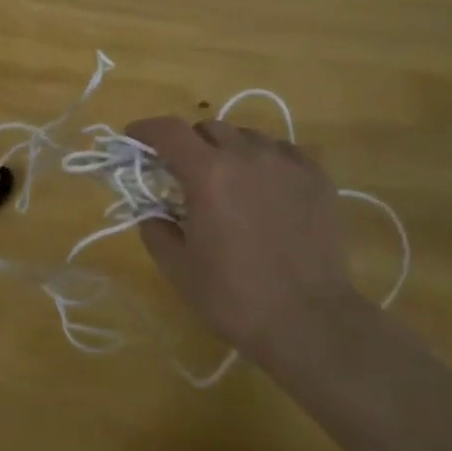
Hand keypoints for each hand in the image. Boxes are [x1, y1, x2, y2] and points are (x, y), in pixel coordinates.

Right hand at [124, 116, 364, 355]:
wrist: (310, 323)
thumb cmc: (234, 296)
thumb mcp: (177, 267)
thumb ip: (154, 228)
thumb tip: (151, 210)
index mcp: (207, 173)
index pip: (168, 131)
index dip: (145, 129)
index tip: (134, 138)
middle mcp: (246, 155)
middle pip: (208, 128)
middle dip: (189, 144)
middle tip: (184, 172)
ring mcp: (286, 163)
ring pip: (247, 136)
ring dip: (228, 150)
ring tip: (229, 180)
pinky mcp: (317, 178)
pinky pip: (282, 151)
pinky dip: (265, 159)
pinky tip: (266, 187)